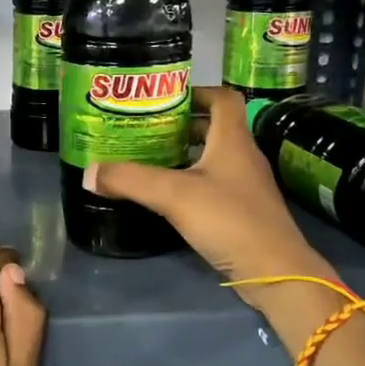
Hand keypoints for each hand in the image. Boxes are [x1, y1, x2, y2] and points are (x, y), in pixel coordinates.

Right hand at [84, 87, 334, 315]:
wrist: (275, 273)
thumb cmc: (229, 220)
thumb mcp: (173, 195)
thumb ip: (131, 180)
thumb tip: (89, 172)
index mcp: (233, 140)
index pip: (223, 98)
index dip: (196, 92)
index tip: (164, 99)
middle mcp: (243, 156)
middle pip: (214, 127)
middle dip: (181, 125)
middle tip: (146, 129)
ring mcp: (246, 185)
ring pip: (213, 157)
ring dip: (185, 154)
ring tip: (150, 158)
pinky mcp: (243, 211)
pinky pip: (214, 183)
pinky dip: (191, 181)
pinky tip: (168, 195)